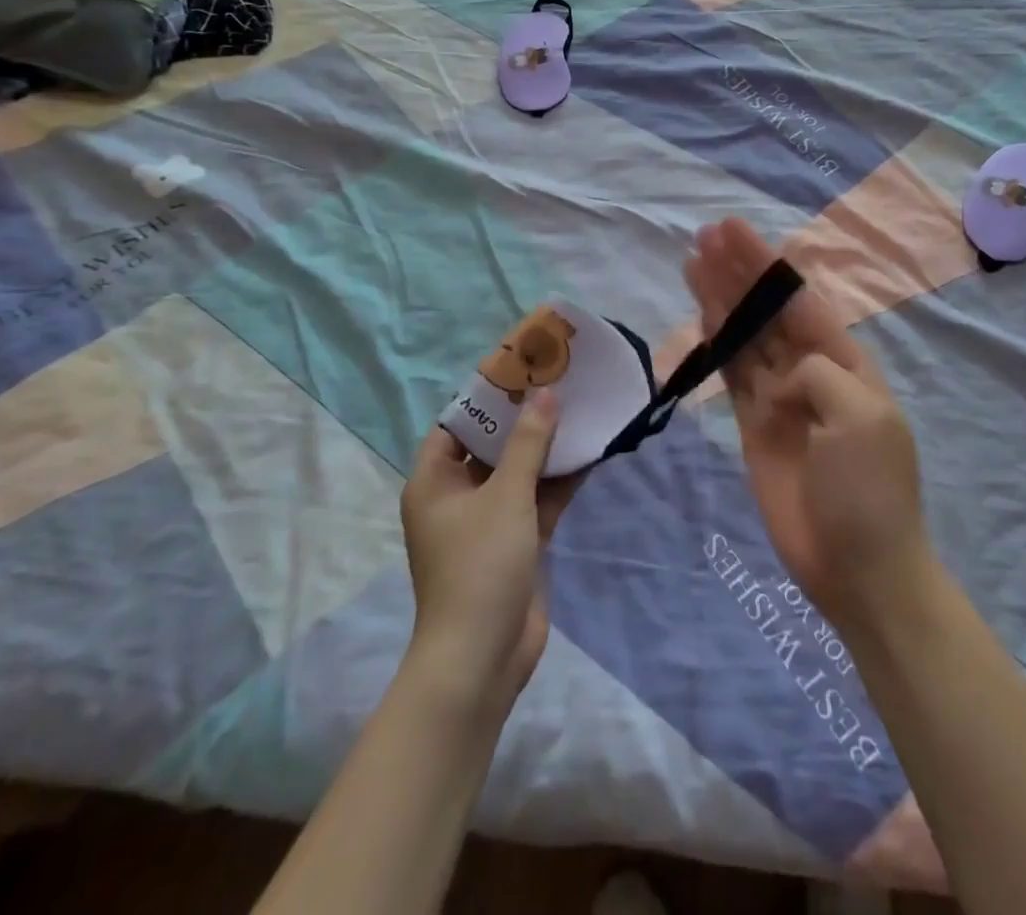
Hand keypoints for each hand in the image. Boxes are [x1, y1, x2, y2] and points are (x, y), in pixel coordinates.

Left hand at [400, 393, 580, 715]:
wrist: (482, 658)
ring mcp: (488, 521)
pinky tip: (590, 451)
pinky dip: (558, 479)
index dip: (487, 396)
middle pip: (492, 445)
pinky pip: (537, 498)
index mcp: (434, 481)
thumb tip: (545, 393)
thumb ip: (528, 443)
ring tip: (581, 407)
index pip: (457, 424)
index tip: (522, 368)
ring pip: (519, 471)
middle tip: (559, 381)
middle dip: (525, 417)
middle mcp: (458, 496)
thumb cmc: (480, 566)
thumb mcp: (505, 496)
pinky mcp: (516, 542)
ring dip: (547, 446)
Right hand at [683, 219, 930, 633]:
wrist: (858, 568)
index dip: (765, 264)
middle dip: (738, 272)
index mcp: (846, 361)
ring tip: (694, 260)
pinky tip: (700, 314)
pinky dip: (715, 343)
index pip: (798, 299)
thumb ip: (815, 373)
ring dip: (721, 298)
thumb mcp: (859, 415)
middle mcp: (811, 371)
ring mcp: (779, 398)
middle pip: (767, 310)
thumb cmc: (869, 489)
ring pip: (744, 336)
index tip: (732, 232)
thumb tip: (778, 377)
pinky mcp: (753, 426)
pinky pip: (731, 374)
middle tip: (704, 235)